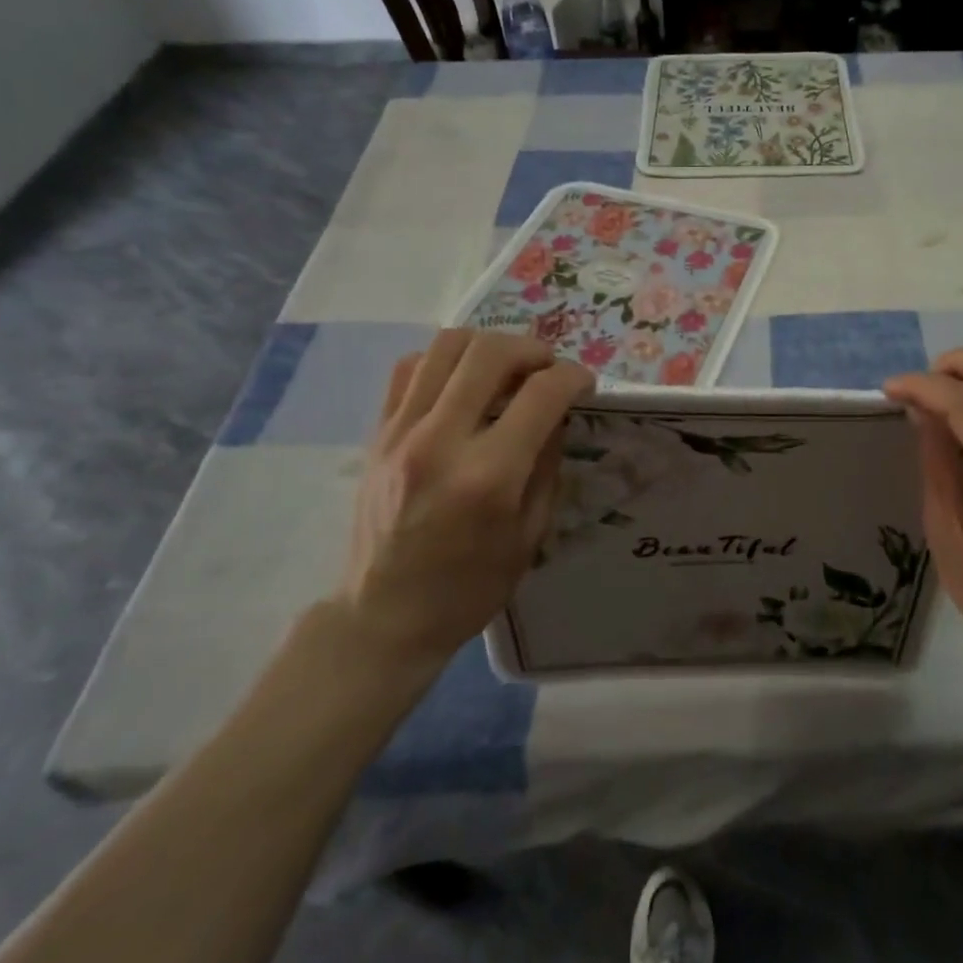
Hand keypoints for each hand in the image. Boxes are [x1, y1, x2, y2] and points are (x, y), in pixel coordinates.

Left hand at [333, 329, 593, 673]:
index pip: (542, 393)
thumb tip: (557, 412)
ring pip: (446, 345)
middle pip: (491, 352)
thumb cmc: (469, 588)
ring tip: (507, 368)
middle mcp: (441, 441)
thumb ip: (547, 464)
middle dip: (533, 349)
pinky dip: (444, 360)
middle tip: (548, 368)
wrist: (383, 617)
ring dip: (489, 345)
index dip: (574, 377)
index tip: (584, 384)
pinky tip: (462, 383)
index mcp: (489, 476)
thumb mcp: (530, 535)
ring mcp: (401, 432)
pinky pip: (410, 367)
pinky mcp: (377, 432)